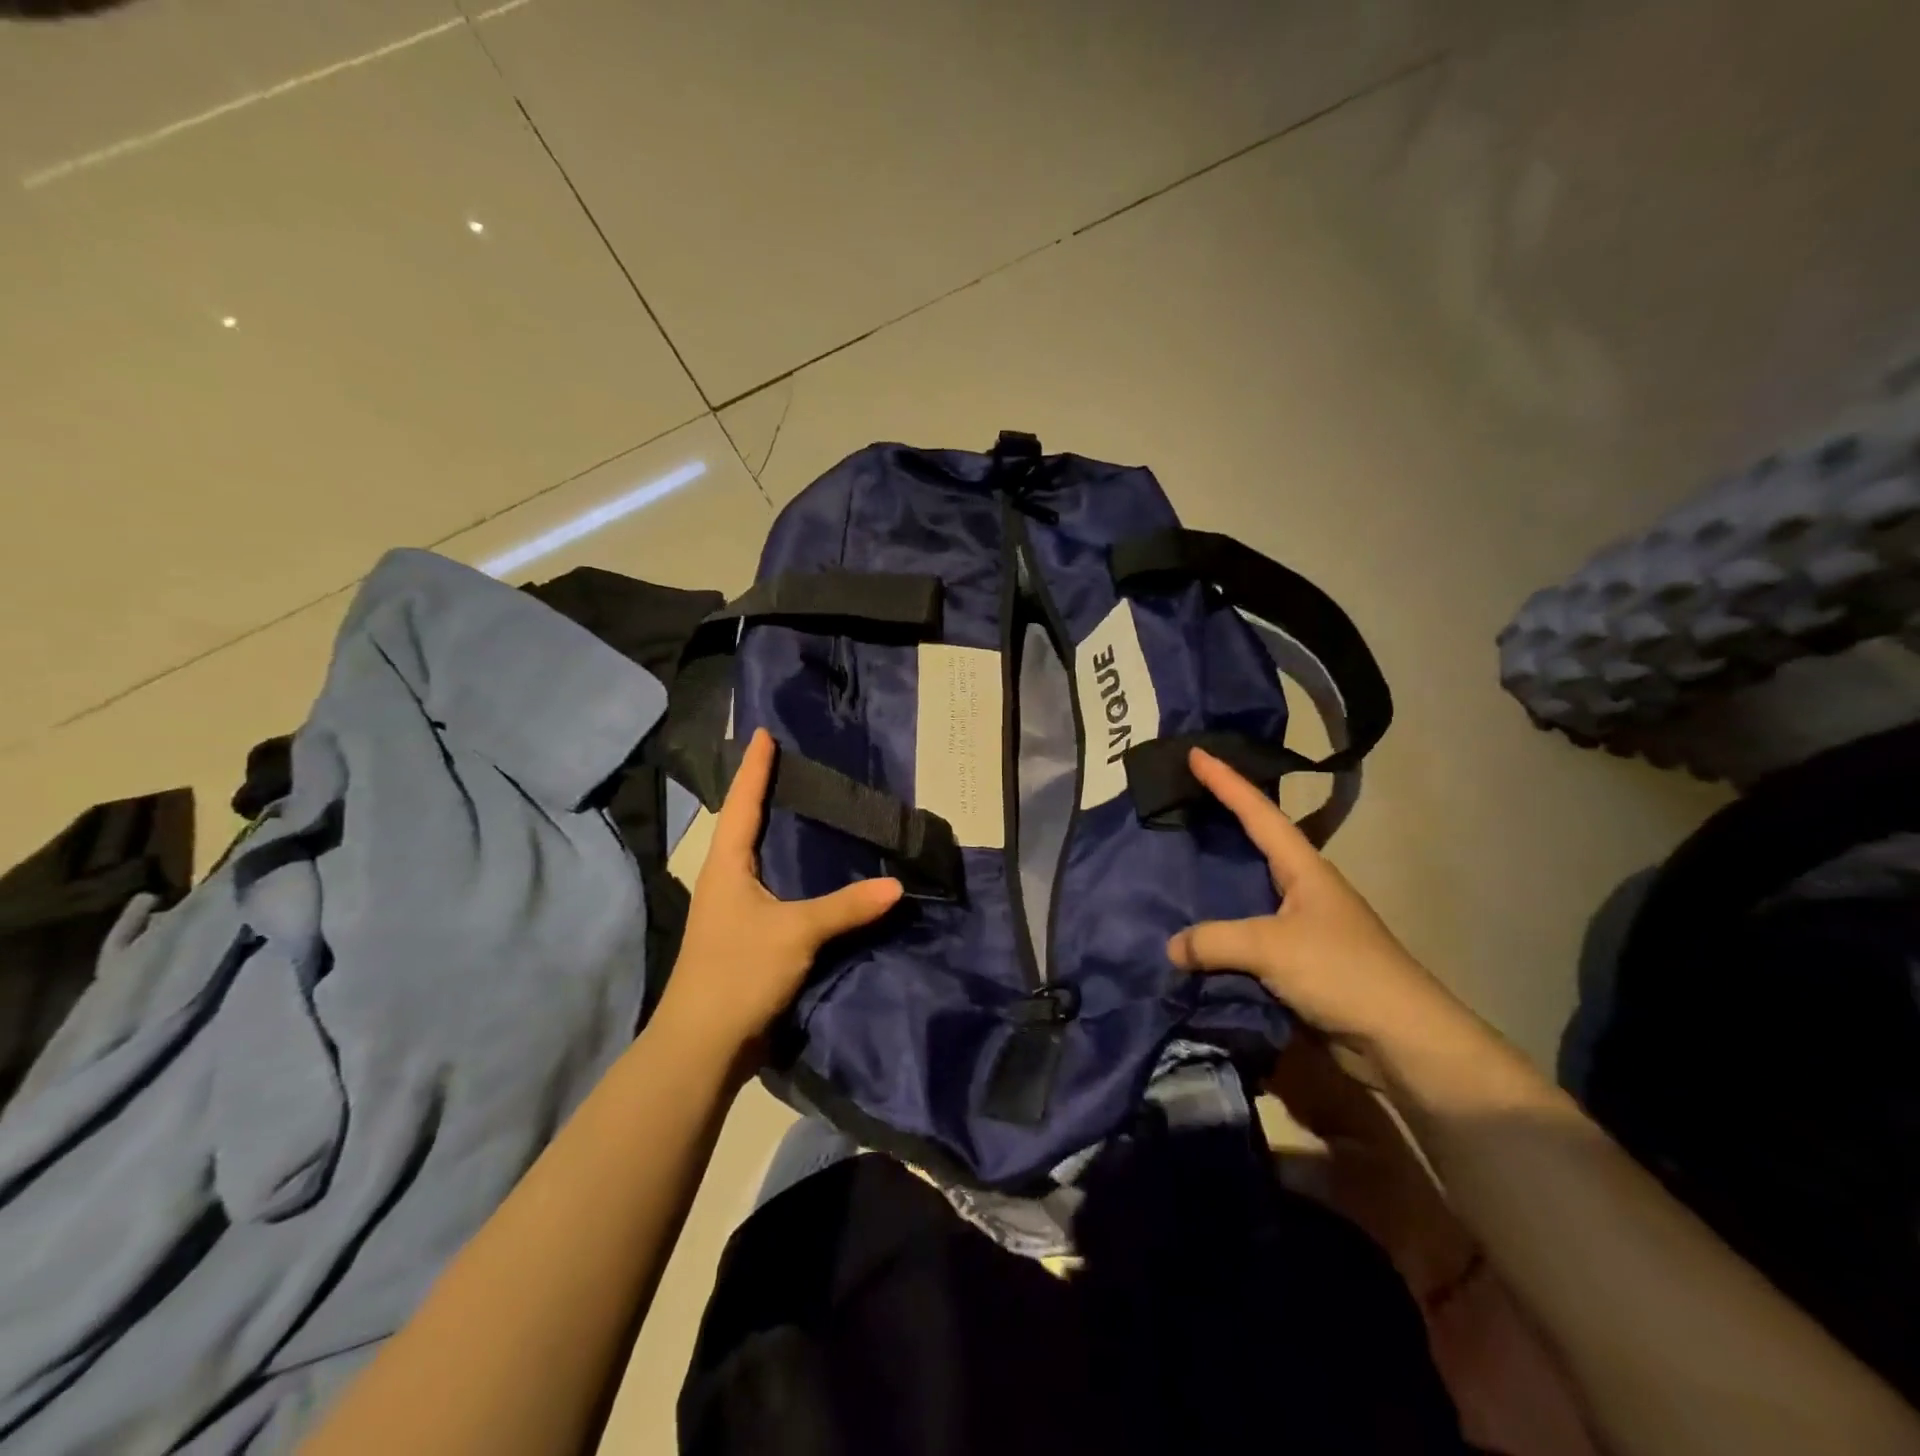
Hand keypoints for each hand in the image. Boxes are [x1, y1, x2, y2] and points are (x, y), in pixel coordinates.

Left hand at [655, 729, 902, 1066]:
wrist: (704, 1045)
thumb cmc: (739, 972)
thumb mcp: (797, 933)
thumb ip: (846, 907)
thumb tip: (897, 886)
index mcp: (726, 866)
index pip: (743, 803)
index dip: (755, 768)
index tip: (763, 733)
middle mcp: (726, 880)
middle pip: (746, 825)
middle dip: (767, 794)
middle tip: (796, 765)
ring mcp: (734, 910)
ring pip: (760, 859)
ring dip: (779, 833)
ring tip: (810, 810)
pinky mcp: (748, 936)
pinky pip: (774, 889)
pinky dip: (794, 872)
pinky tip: (817, 873)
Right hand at [1166, 747, 1457, 1053]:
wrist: (1402, 1041)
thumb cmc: (1343, 972)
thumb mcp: (1272, 947)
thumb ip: (1215, 940)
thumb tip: (1171, 946)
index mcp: (1304, 868)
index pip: (1258, 812)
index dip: (1226, 781)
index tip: (1195, 752)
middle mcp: (1302, 888)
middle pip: (1255, 842)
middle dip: (1221, 819)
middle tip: (1181, 800)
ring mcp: (1301, 925)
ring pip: (1248, 890)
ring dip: (1216, 878)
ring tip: (1176, 862)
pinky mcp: (1297, 962)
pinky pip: (1247, 934)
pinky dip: (1220, 928)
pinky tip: (1194, 930)